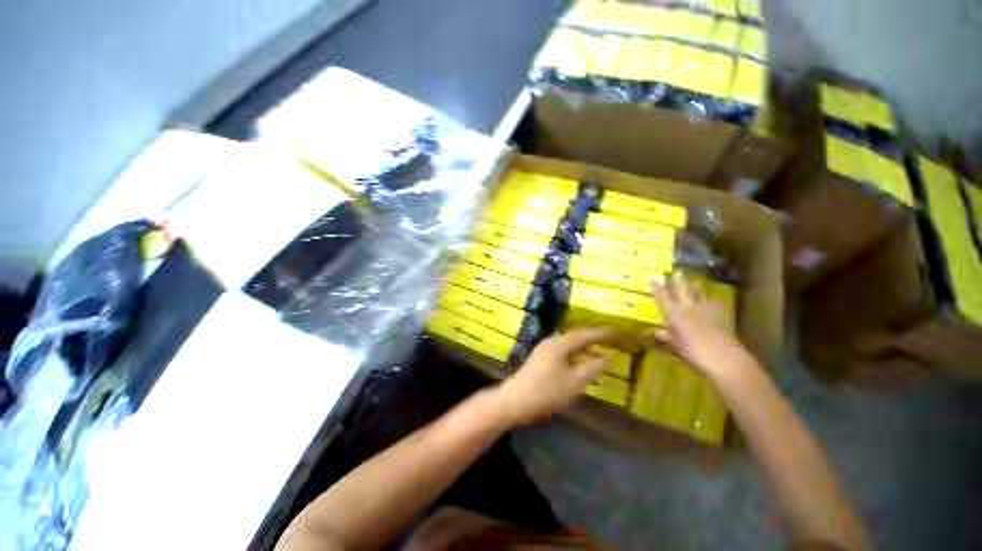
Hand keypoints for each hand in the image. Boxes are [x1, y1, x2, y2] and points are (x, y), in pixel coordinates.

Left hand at [493, 328, 614, 426]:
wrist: (516, 401)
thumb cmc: (547, 390)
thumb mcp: (575, 381)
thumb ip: (592, 368)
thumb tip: (607, 357)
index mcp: (559, 343)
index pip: (583, 334)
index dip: (600, 333)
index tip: (615, 332)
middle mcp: (550, 342)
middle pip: (574, 337)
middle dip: (591, 338)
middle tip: (608, 340)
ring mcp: (543, 351)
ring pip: (567, 345)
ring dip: (582, 347)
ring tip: (596, 351)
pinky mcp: (539, 360)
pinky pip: (561, 352)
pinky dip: (574, 355)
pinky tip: (578, 363)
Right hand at [648, 275, 752, 381]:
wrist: (723, 357)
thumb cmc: (692, 351)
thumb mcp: (673, 345)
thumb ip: (662, 336)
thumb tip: (648, 332)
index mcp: (673, 313)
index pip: (662, 296)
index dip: (656, 287)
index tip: (652, 277)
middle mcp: (687, 307)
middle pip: (681, 289)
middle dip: (676, 280)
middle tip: (675, 271)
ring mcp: (705, 309)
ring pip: (697, 292)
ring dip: (693, 285)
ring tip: (692, 278)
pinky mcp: (719, 314)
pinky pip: (712, 301)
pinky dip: (708, 298)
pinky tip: (709, 298)